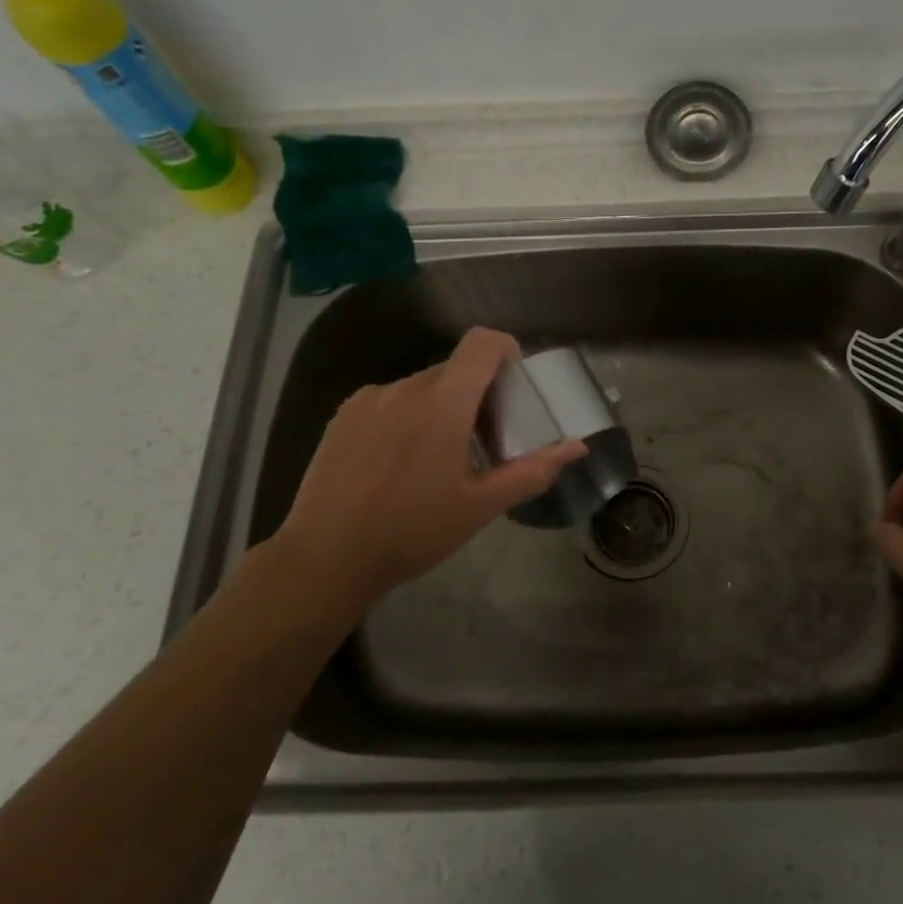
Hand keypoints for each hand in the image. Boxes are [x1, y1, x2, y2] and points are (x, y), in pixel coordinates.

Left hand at [262, 327, 585, 610]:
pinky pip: (390, 400)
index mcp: (443, 404)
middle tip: (482, 441)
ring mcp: (369, 399)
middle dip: (478, 393)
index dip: (506, 350)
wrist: (324, 559)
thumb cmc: (412, 532)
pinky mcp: (343, 415)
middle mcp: (405, 388)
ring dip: (441, 407)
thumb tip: (578, 445)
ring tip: (436, 459)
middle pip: (455, 369)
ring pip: (422, 386)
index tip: (514, 386)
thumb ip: (533, 470)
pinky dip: (408, 416)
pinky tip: (398, 463)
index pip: (482, 343)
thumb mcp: (481, 507)